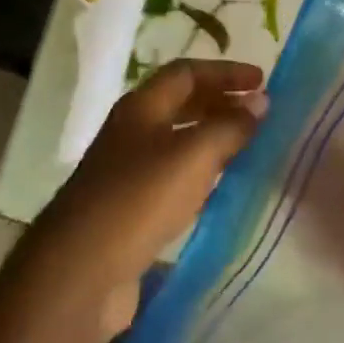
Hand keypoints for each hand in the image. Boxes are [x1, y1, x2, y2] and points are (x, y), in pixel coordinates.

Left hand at [12, 60, 266, 342]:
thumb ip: (229, 127)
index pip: (186, 73)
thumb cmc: (139, 200)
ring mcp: (127, 171)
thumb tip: (259, 102)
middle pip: (180, 104)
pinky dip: (200, 173)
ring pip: (177, 142)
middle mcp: (131, 132)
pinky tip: (221, 189)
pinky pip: (172, 177)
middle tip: (259, 115)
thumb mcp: (192, 156)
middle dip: (220, 103)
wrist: (81, 270)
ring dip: (212, 139)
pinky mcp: (130, 207)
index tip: (262, 83)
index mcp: (140, 108)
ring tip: (249, 148)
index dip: (225, 73)